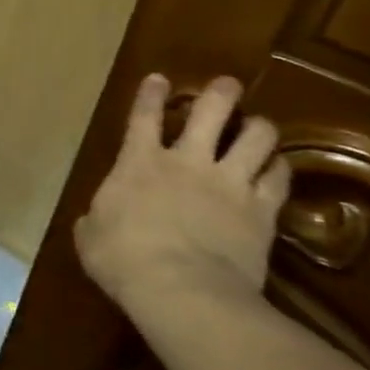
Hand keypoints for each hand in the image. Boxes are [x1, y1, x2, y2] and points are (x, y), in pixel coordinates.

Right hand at [74, 75, 289, 315]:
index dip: (151, 95)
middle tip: (228, 85)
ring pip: (256, 138)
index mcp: (138, 163)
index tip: (159, 78)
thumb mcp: (90, 235)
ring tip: (260, 127)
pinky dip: (279, 168)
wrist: (182, 290)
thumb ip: (97, 217)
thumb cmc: (122, 258)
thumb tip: (96, 219)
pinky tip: (278, 167)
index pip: (143, 117)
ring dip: (258, 128)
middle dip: (221, 94)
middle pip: (211, 113)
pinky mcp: (262, 211)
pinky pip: (279, 178)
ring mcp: (229, 184)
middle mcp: (187, 162)